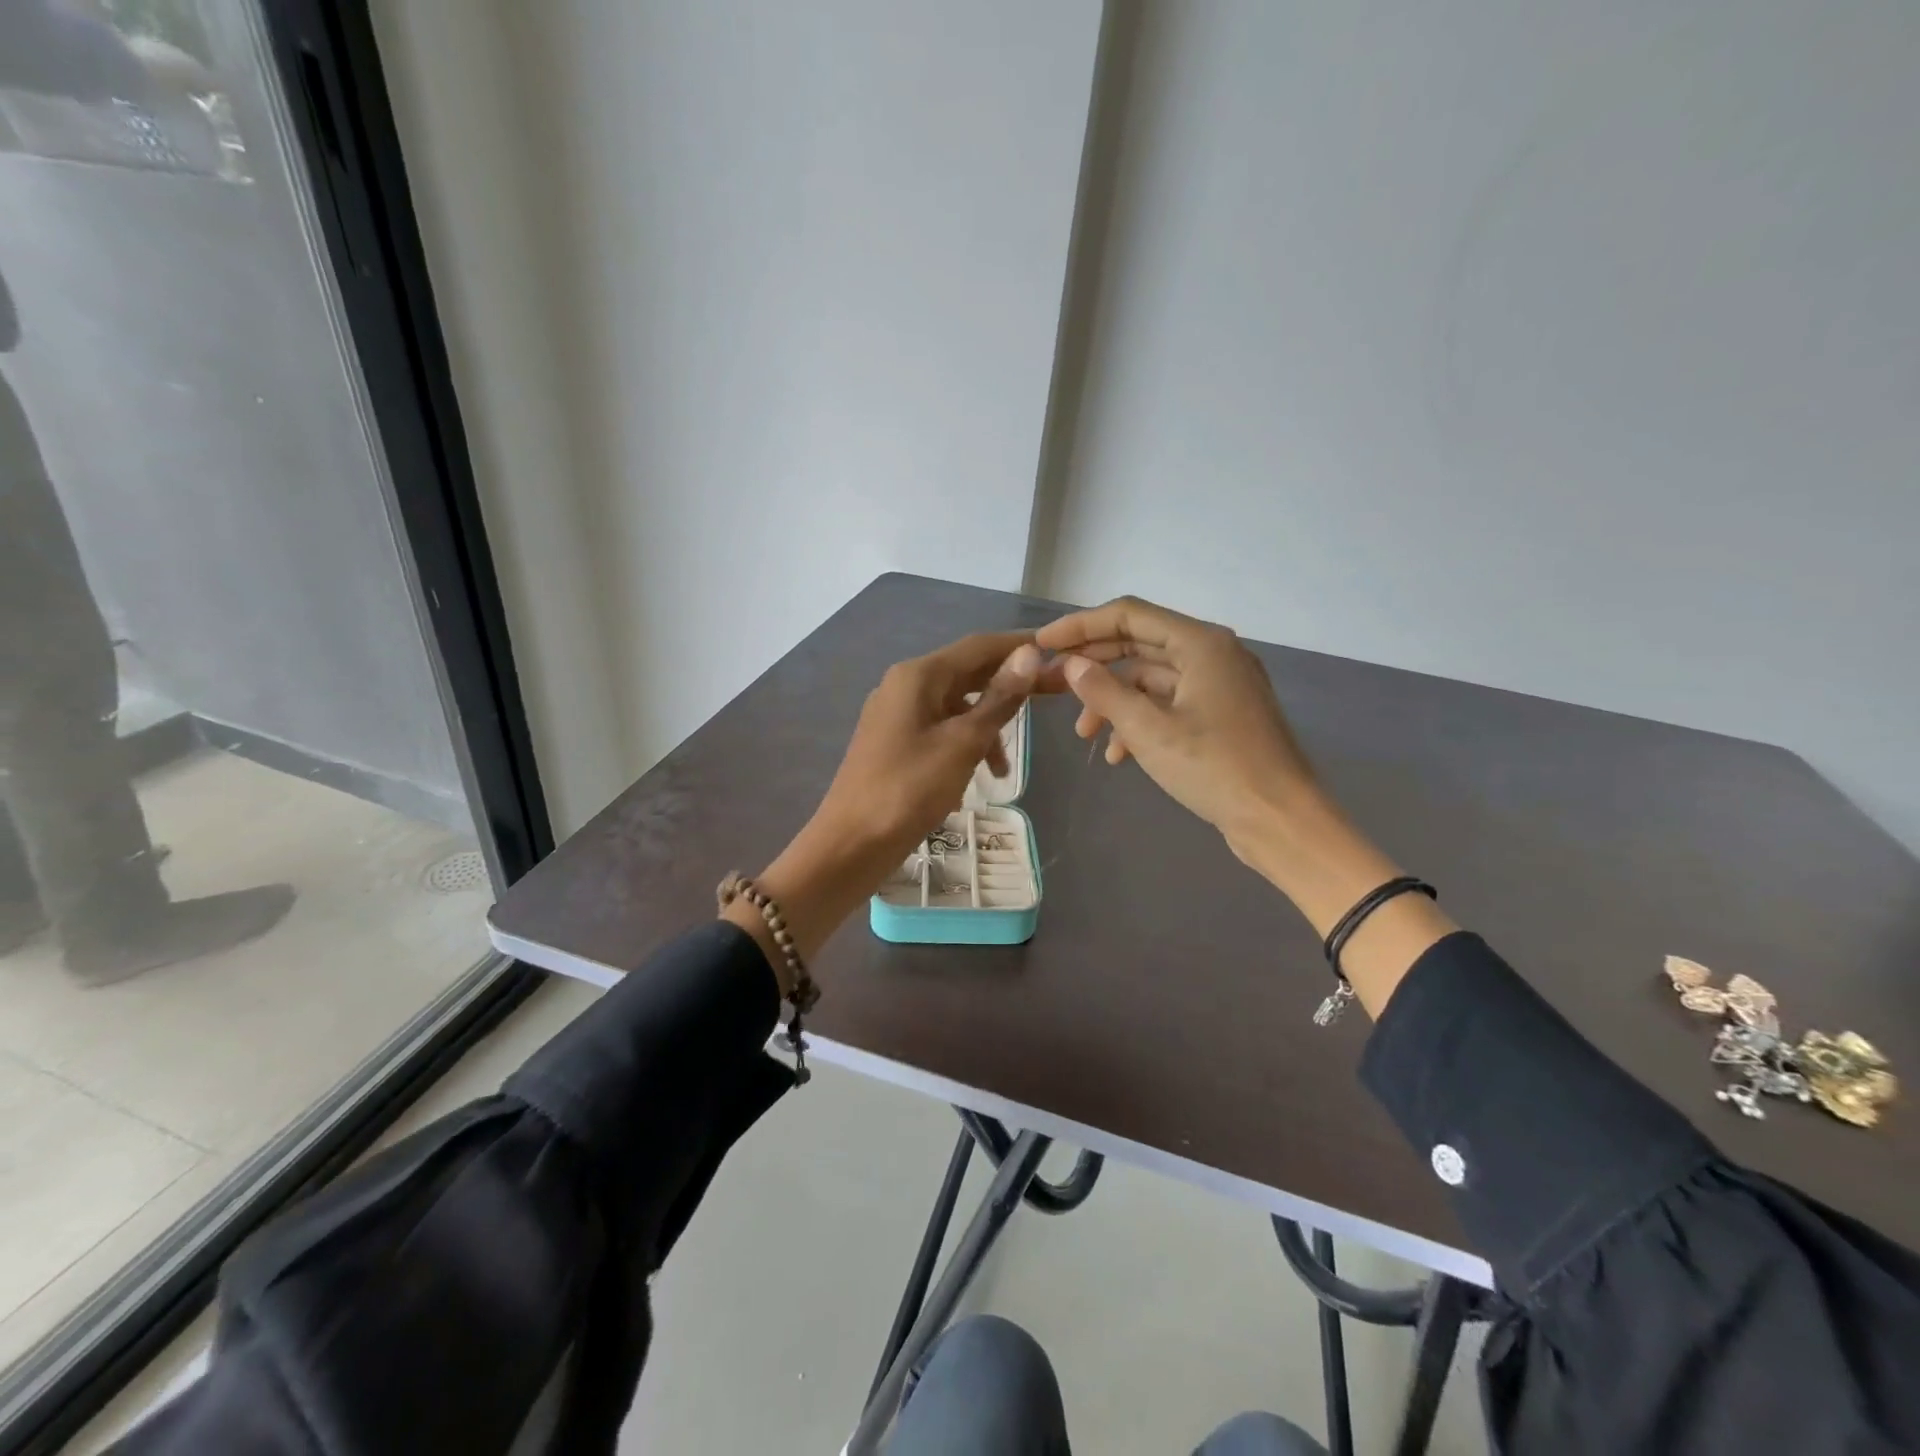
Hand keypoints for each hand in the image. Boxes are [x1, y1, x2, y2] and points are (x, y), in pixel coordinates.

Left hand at [816, 633, 1040, 865]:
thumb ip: (999, 699)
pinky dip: (964, 746)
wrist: (851, 844)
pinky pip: (940, 731)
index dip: (1020, 645)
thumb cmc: (909, 789)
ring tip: (1005, 767)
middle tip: (1056, 694)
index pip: (979, 646)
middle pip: (968, 673)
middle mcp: (905, 686)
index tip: (1060, 651)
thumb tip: (1030, 654)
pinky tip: (975, 779)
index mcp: (918, 676)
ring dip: (987, 726)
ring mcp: (897, 715)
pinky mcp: (895, 743)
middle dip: (1010, 686)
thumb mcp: (962, 743)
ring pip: (956, 706)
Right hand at [1037, 595, 1455, 1012]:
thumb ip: (1104, 691)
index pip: (1129, 615)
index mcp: (1200, 643)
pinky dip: (1140, 722)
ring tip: (1084, 734)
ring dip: (1114, 701)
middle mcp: (1212, 653)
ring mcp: (1219, 685)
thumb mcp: (1149, 730)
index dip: (1081, 625)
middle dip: (1095, 665)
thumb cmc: (1215, 768)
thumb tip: (1070, 665)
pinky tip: (1118, 756)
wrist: (1280, 820)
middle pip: (1139, 643)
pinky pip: (1169, 705)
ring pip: (1151, 679)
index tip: (1043, 643)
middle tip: (1053, 682)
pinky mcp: (1220, 715)